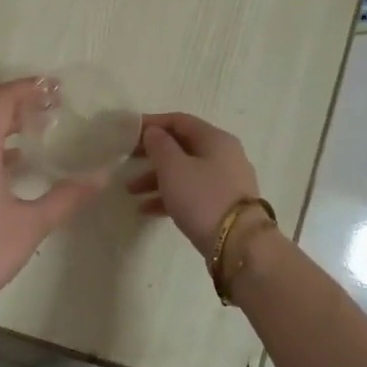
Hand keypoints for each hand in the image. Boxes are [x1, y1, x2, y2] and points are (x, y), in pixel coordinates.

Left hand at [0, 79, 106, 309]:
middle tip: (54, 108)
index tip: (56, 88)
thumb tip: (101, 178)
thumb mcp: (33, 223)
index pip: (1, 99)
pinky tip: (16, 163)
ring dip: (6, 126)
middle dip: (21, 104)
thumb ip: (68, 196)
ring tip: (40, 131)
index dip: (28, 87)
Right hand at [127, 112, 264, 253]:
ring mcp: (226, 181)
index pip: (180, 121)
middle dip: (152, 154)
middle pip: (182, 147)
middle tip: (127, 161)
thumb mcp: (174, 168)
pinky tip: (146, 209)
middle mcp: (224, 155)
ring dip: (156, 178)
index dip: (152, 123)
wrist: (239, 245)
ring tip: (130, 192)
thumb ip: (159, 145)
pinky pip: (192, 193)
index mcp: (215, 139)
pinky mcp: (224, 205)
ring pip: (185, 172)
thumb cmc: (203, 198)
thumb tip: (154, 132)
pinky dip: (170, 196)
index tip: (128, 133)